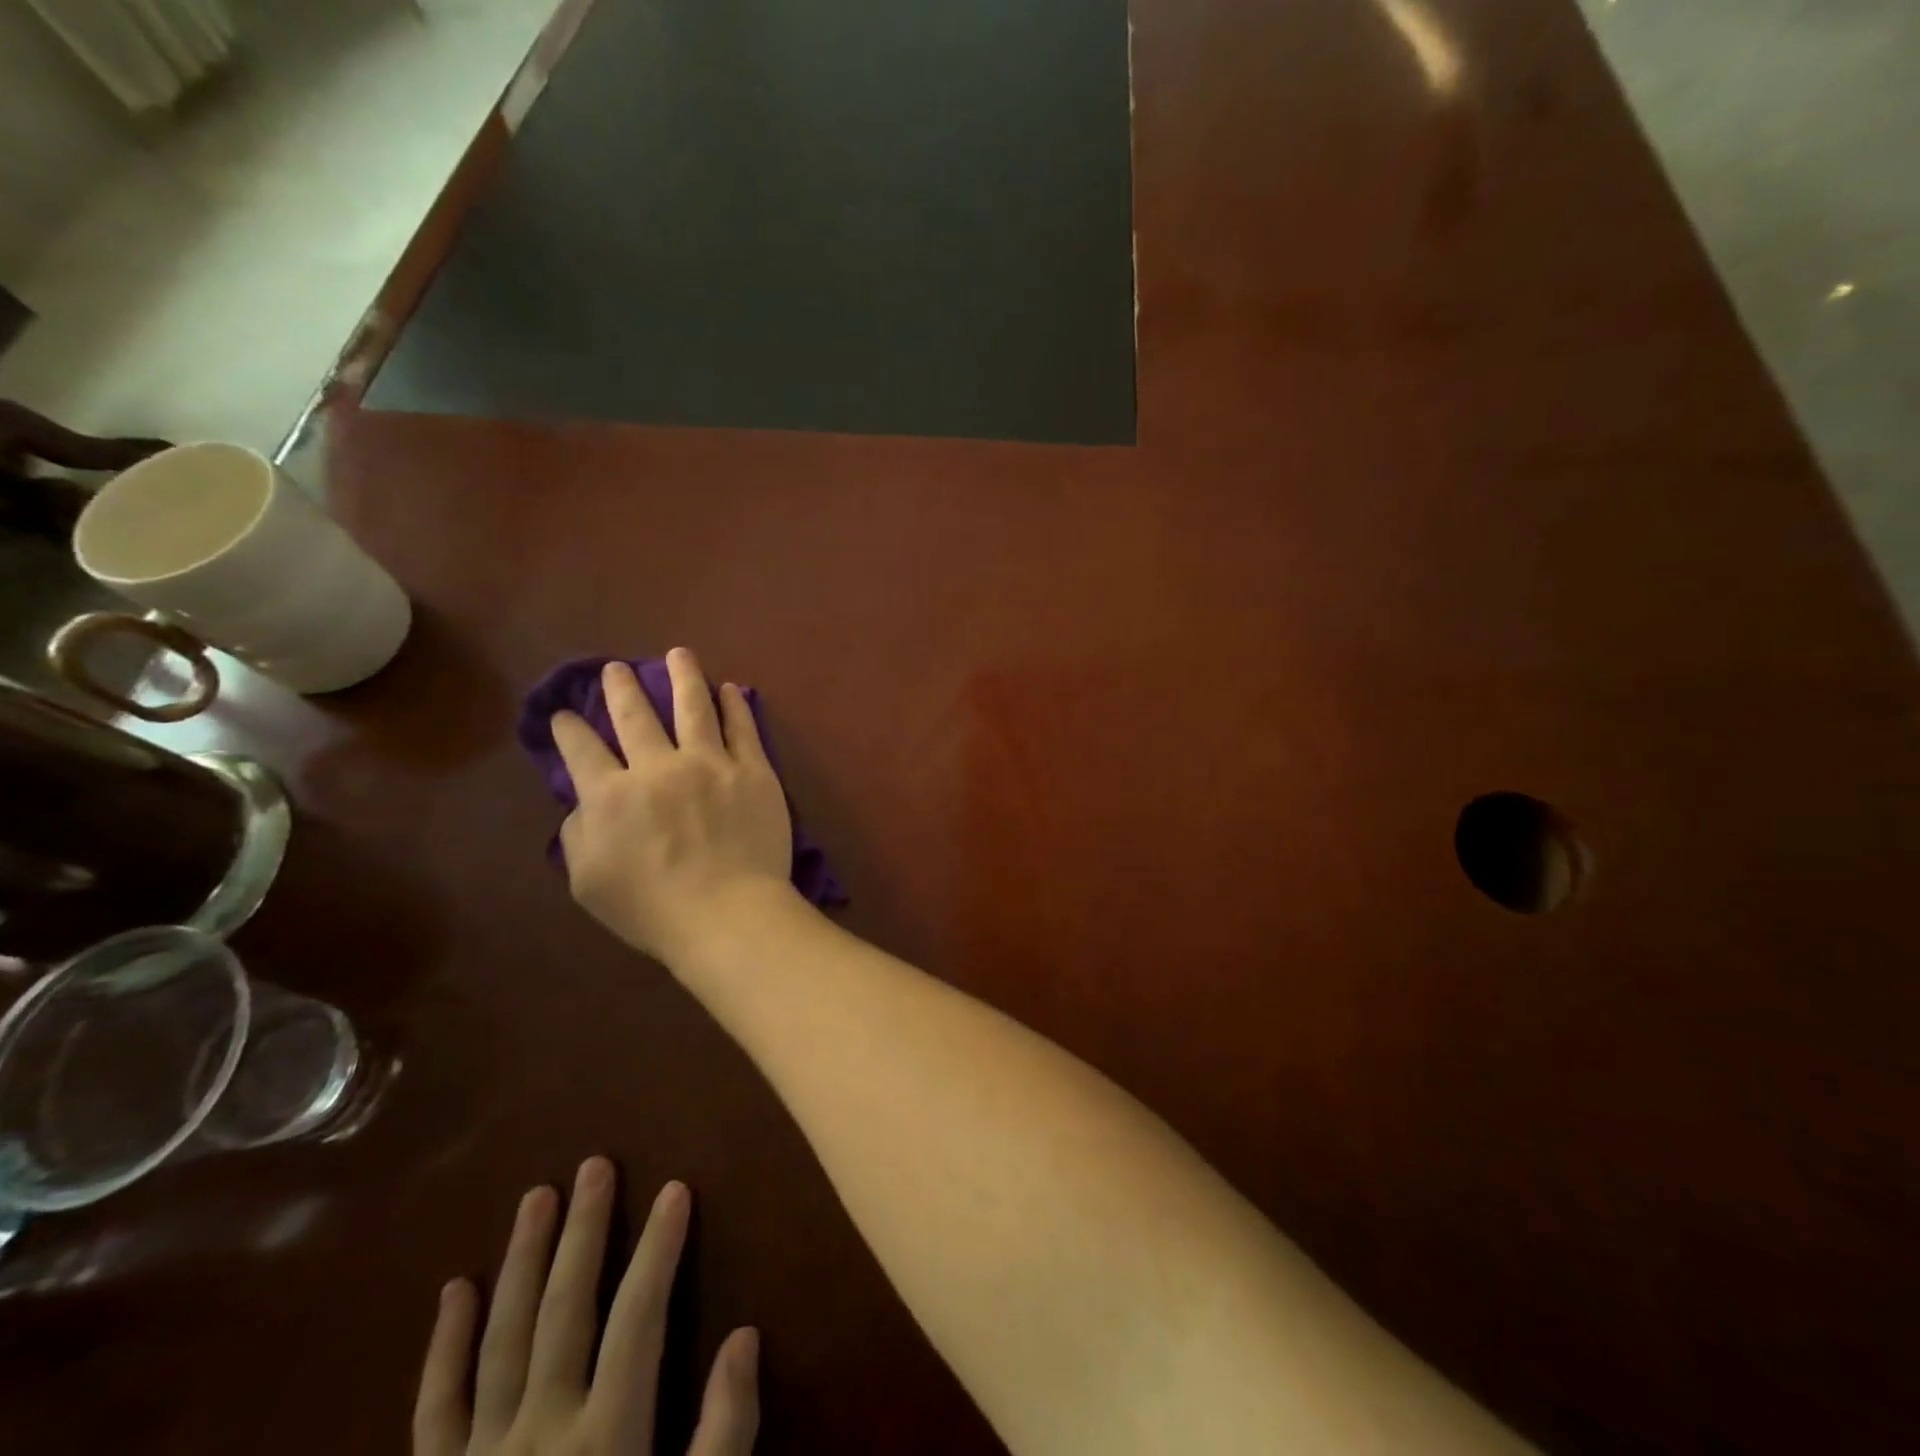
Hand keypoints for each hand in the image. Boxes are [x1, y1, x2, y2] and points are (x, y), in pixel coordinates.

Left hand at [414, 1158, 757, 1454]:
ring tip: (536, 1197)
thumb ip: (722, 1438)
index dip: (661, 1248)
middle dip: (585, 1231)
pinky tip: (454, 1292)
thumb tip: (745, 1336)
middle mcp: (538, 1433)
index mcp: (603, 1441)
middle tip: (594, 1165)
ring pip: (502, 1337)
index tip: (676, 1188)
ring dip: (522, 1262)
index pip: (640, 1317)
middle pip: (566, 1308)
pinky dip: (444, 1348)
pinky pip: (433, 1410)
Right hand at [551, 648, 795, 965]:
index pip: (581, 749)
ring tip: (679, 653)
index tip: (564, 713)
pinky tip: (729, 689)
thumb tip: (583, 802)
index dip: (568, 728)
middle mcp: (658, 767)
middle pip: (634, 715)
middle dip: (621, 687)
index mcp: (611, 795)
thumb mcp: (588, 882)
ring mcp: (710, 763)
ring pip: (693, 706)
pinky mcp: (752, 770)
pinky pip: (743, 728)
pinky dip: (734, 705)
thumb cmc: (653, 909)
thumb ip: (578, 835)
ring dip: (683, 675)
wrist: (727, 913)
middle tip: (617, 668)